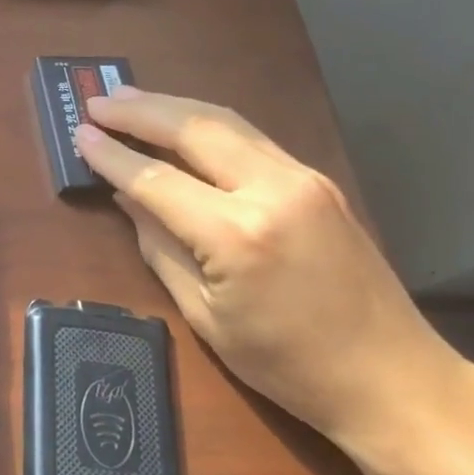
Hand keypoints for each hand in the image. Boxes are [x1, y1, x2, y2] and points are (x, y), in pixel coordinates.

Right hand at [75, 89, 468, 458]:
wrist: (393, 377)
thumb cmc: (289, 365)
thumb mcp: (206, 317)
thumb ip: (160, 249)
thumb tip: (128, 197)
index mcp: (237, 235)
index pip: (157, 179)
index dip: (112, 155)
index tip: (79, 133)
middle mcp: (271, 191)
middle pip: (193, 129)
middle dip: (139, 110)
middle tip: (97, 100)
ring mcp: (302, 179)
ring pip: (225, 121)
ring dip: (172, 105)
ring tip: (129, 97)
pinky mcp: (317, 180)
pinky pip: (250, 137)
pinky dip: (207, 122)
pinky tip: (182, 121)